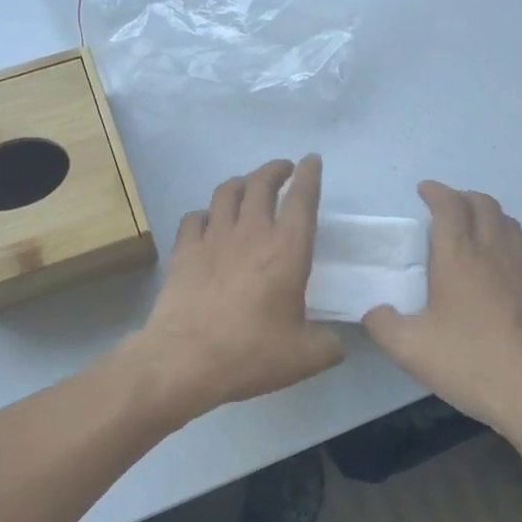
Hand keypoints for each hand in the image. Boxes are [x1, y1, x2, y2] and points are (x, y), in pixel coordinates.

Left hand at [131, 155, 344, 420]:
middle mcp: (251, 233)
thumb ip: (329, 345)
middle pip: (261, 184)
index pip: (302, 199)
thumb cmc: (252, 353)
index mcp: (287, 250)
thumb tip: (337, 343)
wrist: (186, 360)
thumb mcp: (306, 357)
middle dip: (275, 169)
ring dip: (241, 183)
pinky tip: (208, 222)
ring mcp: (213, 239)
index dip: (309, 175)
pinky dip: (206, 213)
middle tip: (283, 170)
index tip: (311, 160)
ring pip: (226, 192)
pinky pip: (195, 217)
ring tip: (247, 186)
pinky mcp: (184, 252)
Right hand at [363, 182, 521, 440]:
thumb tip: (374, 312)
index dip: (436, 192)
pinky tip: (494, 265)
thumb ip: (382, 324)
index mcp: (459, 258)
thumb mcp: (408, 348)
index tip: (424, 190)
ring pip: (508, 223)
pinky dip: (503, 239)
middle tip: (444, 205)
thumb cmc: (469, 363)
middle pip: (484, 205)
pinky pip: (520, 248)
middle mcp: (493, 254)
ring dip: (487, 213)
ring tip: (470, 226)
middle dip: (462, 196)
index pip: (450, 207)